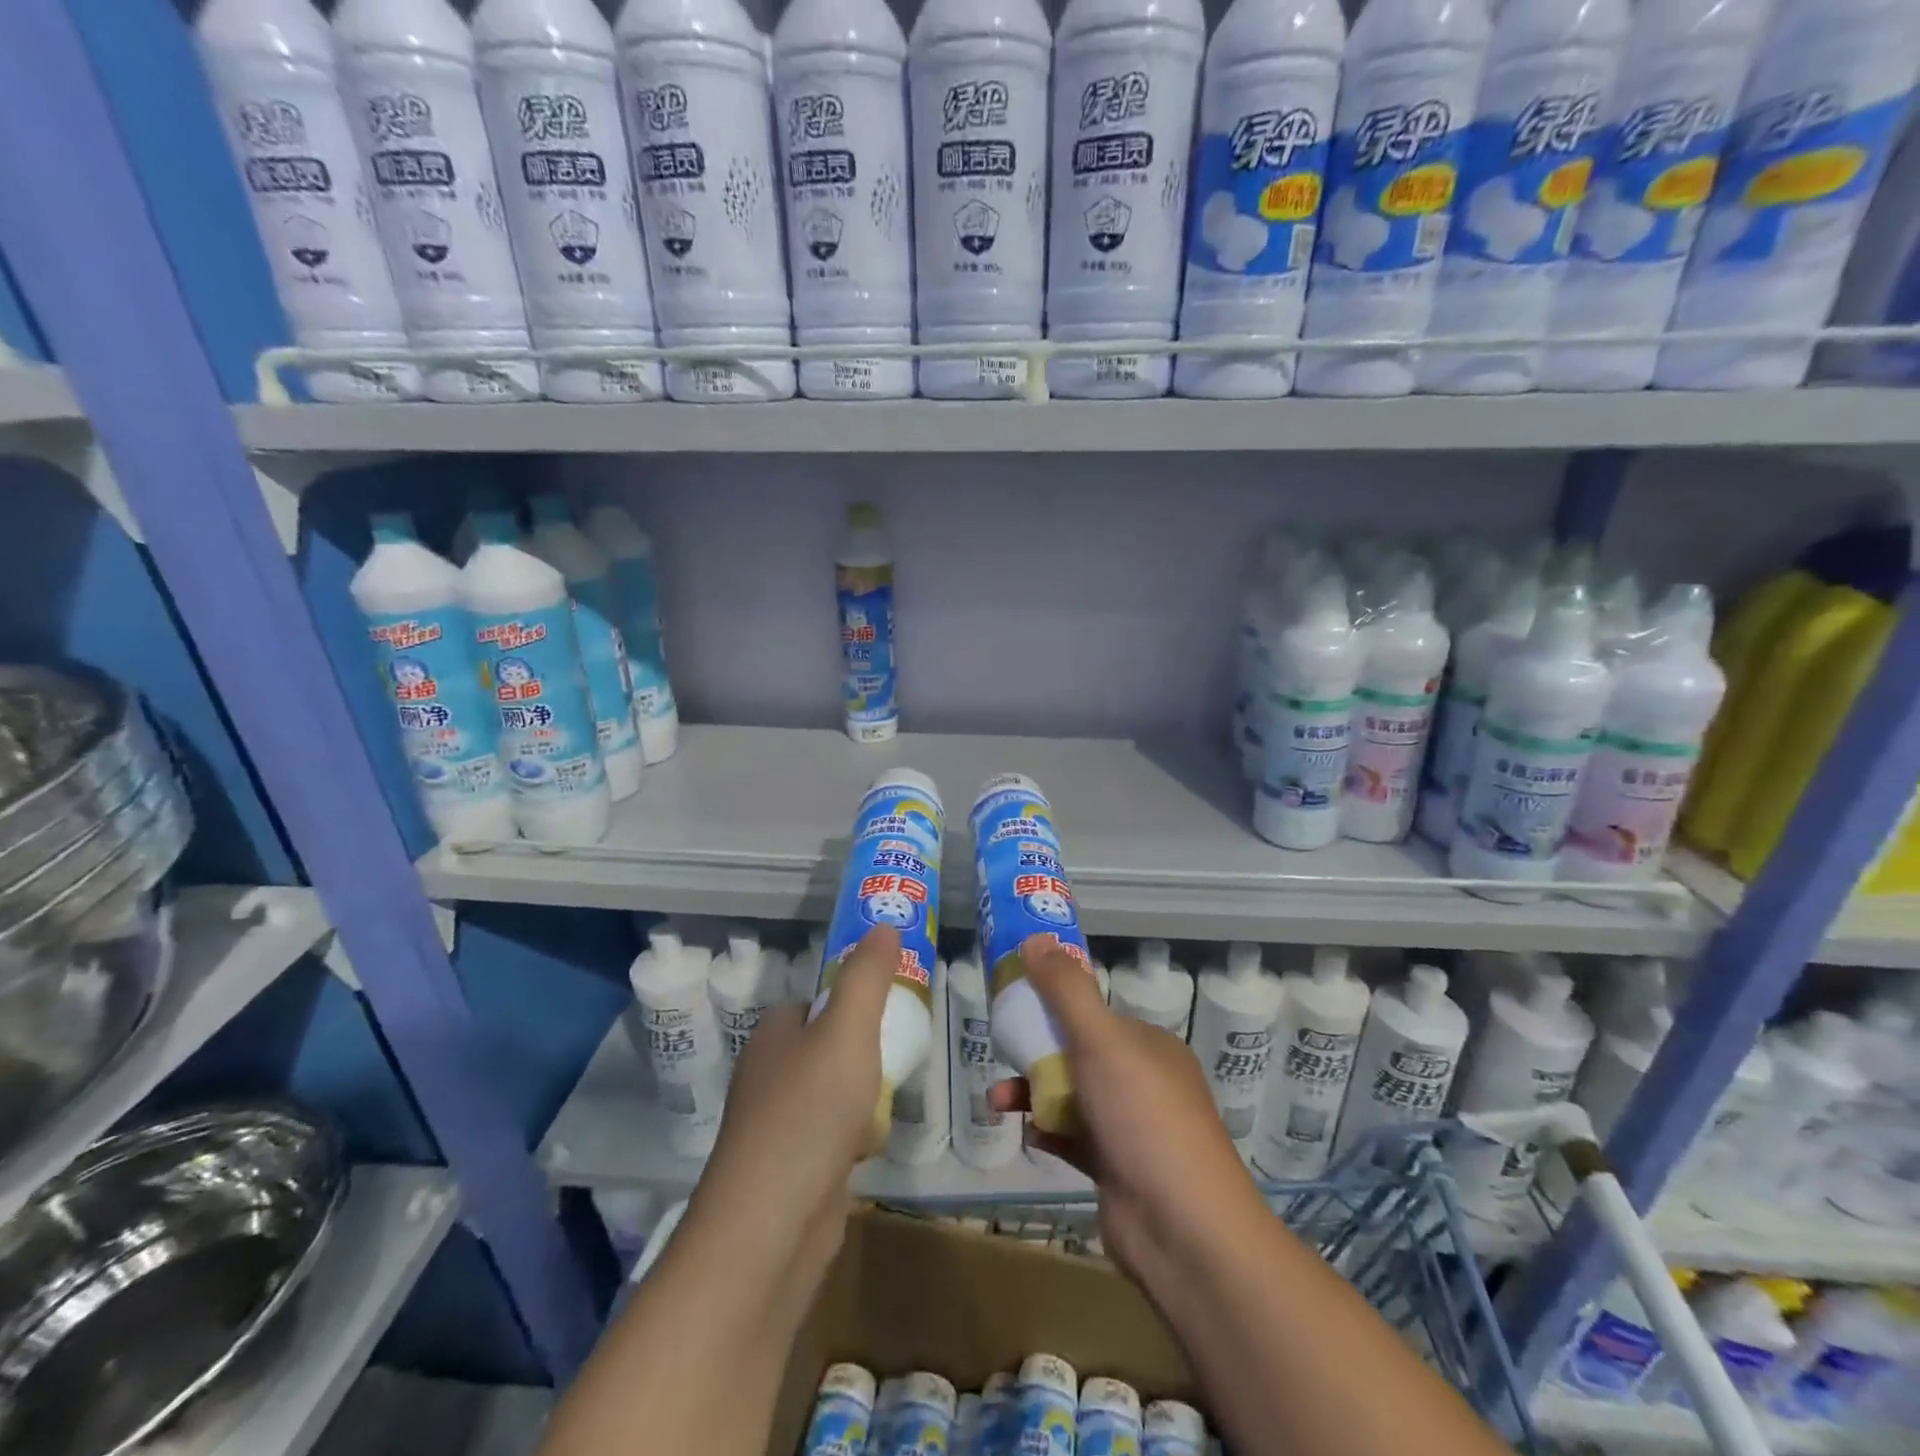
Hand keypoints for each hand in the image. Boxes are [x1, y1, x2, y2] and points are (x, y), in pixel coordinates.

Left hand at [690, 925, 898, 1288]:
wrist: (770, 1230)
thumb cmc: (810, 1112)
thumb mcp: (847, 1030)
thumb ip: (867, 977)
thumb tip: (883, 924)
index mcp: (773, 1035)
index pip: (814, 1001)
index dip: (853, 1000)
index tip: (893, 1007)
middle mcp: (768, 1074)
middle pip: (827, 1046)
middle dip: (865, 1050)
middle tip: (904, 1050)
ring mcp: (777, 1125)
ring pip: (831, 1092)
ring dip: (863, 1094)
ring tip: (895, 1094)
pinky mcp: (790, 1170)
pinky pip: (831, 1135)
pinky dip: (854, 1135)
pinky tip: (874, 1144)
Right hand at [990, 937, 1268, 1291]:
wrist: (1184, 1230)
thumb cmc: (1144, 1117)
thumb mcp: (1102, 1041)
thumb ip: (1067, 990)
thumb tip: (1034, 938)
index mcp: (1148, 1045)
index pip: (1094, 1014)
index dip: (1054, 1006)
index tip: (1015, 1006)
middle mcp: (1143, 1081)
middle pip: (1078, 1055)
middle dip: (1035, 1053)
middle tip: (1000, 1053)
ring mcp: (1131, 1128)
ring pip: (1072, 1097)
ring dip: (1033, 1093)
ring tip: (997, 1100)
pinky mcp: (1117, 1169)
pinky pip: (1073, 1138)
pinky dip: (1049, 1131)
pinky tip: (1028, 1133)